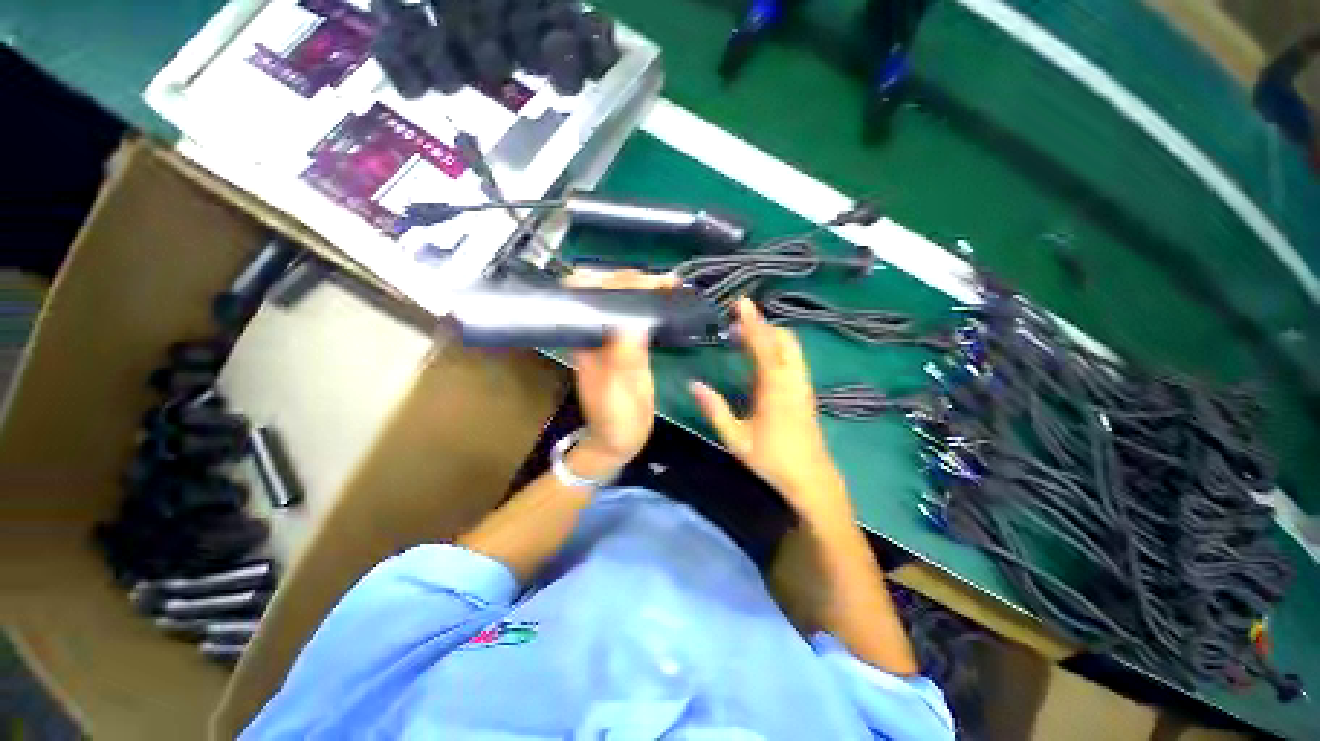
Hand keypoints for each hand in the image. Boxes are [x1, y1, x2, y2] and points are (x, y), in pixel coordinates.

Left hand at [564, 269, 675, 475]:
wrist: (617, 440)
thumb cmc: (615, 420)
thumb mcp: (619, 392)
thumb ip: (625, 358)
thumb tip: (635, 321)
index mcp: (586, 341)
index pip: (589, 296)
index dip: (612, 281)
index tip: (644, 281)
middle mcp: (595, 333)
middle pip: (605, 291)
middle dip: (632, 279)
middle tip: (665, 281)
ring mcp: (611, 338)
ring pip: (621, 301)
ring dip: (643, 288)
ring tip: (670, 285)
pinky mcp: (626, 345)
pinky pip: (636, 316)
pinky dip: (651, 305)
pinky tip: (668, 301)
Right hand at [690, 298, 851, 525]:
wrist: (812, 479)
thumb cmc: (772, 459)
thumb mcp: (736, 439)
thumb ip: (714, 410)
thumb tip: (693, 384)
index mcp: (775, 387)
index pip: (763, 345)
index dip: (752, 322)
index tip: (742, 303)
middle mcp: (792, 379)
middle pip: (784, 339)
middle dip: (763, 324)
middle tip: (739, 319)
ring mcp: (802, 384)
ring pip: (791, 348)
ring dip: (771, 335)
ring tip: (746, 334)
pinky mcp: (805, 391)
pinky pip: (793, 359)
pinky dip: (777, 348)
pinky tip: (761, 357)